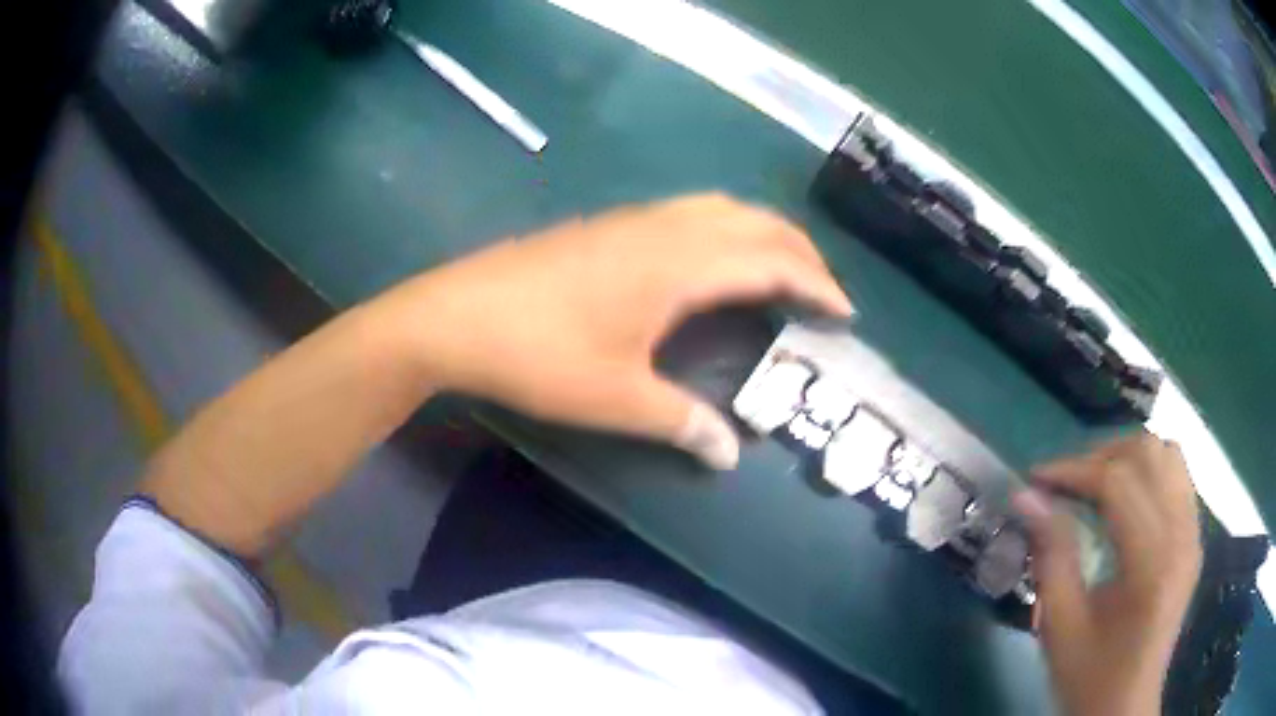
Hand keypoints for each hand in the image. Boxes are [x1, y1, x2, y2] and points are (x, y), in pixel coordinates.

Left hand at [378, 193, 852, 468]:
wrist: (456, 315)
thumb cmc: (538, 355)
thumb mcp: (616, 397)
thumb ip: (681, 421)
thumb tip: (729, 453)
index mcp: (679, 264)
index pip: (772, 261)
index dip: (816, 284)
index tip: (844, 313)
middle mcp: (665, 228)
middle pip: (754, 222)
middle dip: (799, 251)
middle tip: (822, 291)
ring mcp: (633, 220)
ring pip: (720, 209)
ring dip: (761, 233)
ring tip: (782, 271)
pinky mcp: (609, 225)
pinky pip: (689, 213)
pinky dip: (725, 229)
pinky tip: (716, 260)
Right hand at [1013, 433, 1201, 715]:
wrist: (1125, 706)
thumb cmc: (1090, 677)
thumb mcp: (1060, 627)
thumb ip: (1050, 555)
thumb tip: (1025, 497)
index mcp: (1152, 564)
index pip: (1118, 483)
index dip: (1074, 470)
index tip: (1035, 479)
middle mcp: (1182, 536)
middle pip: (1149, 454)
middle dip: (1101, 457)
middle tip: (1064, 484)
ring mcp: (1193, 533)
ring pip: (1168, 455)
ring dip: (1127, 458)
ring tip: (1095, 485)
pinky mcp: (1194, 538)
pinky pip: (1178, 477)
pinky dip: (1149, 472)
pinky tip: (1126, 500)